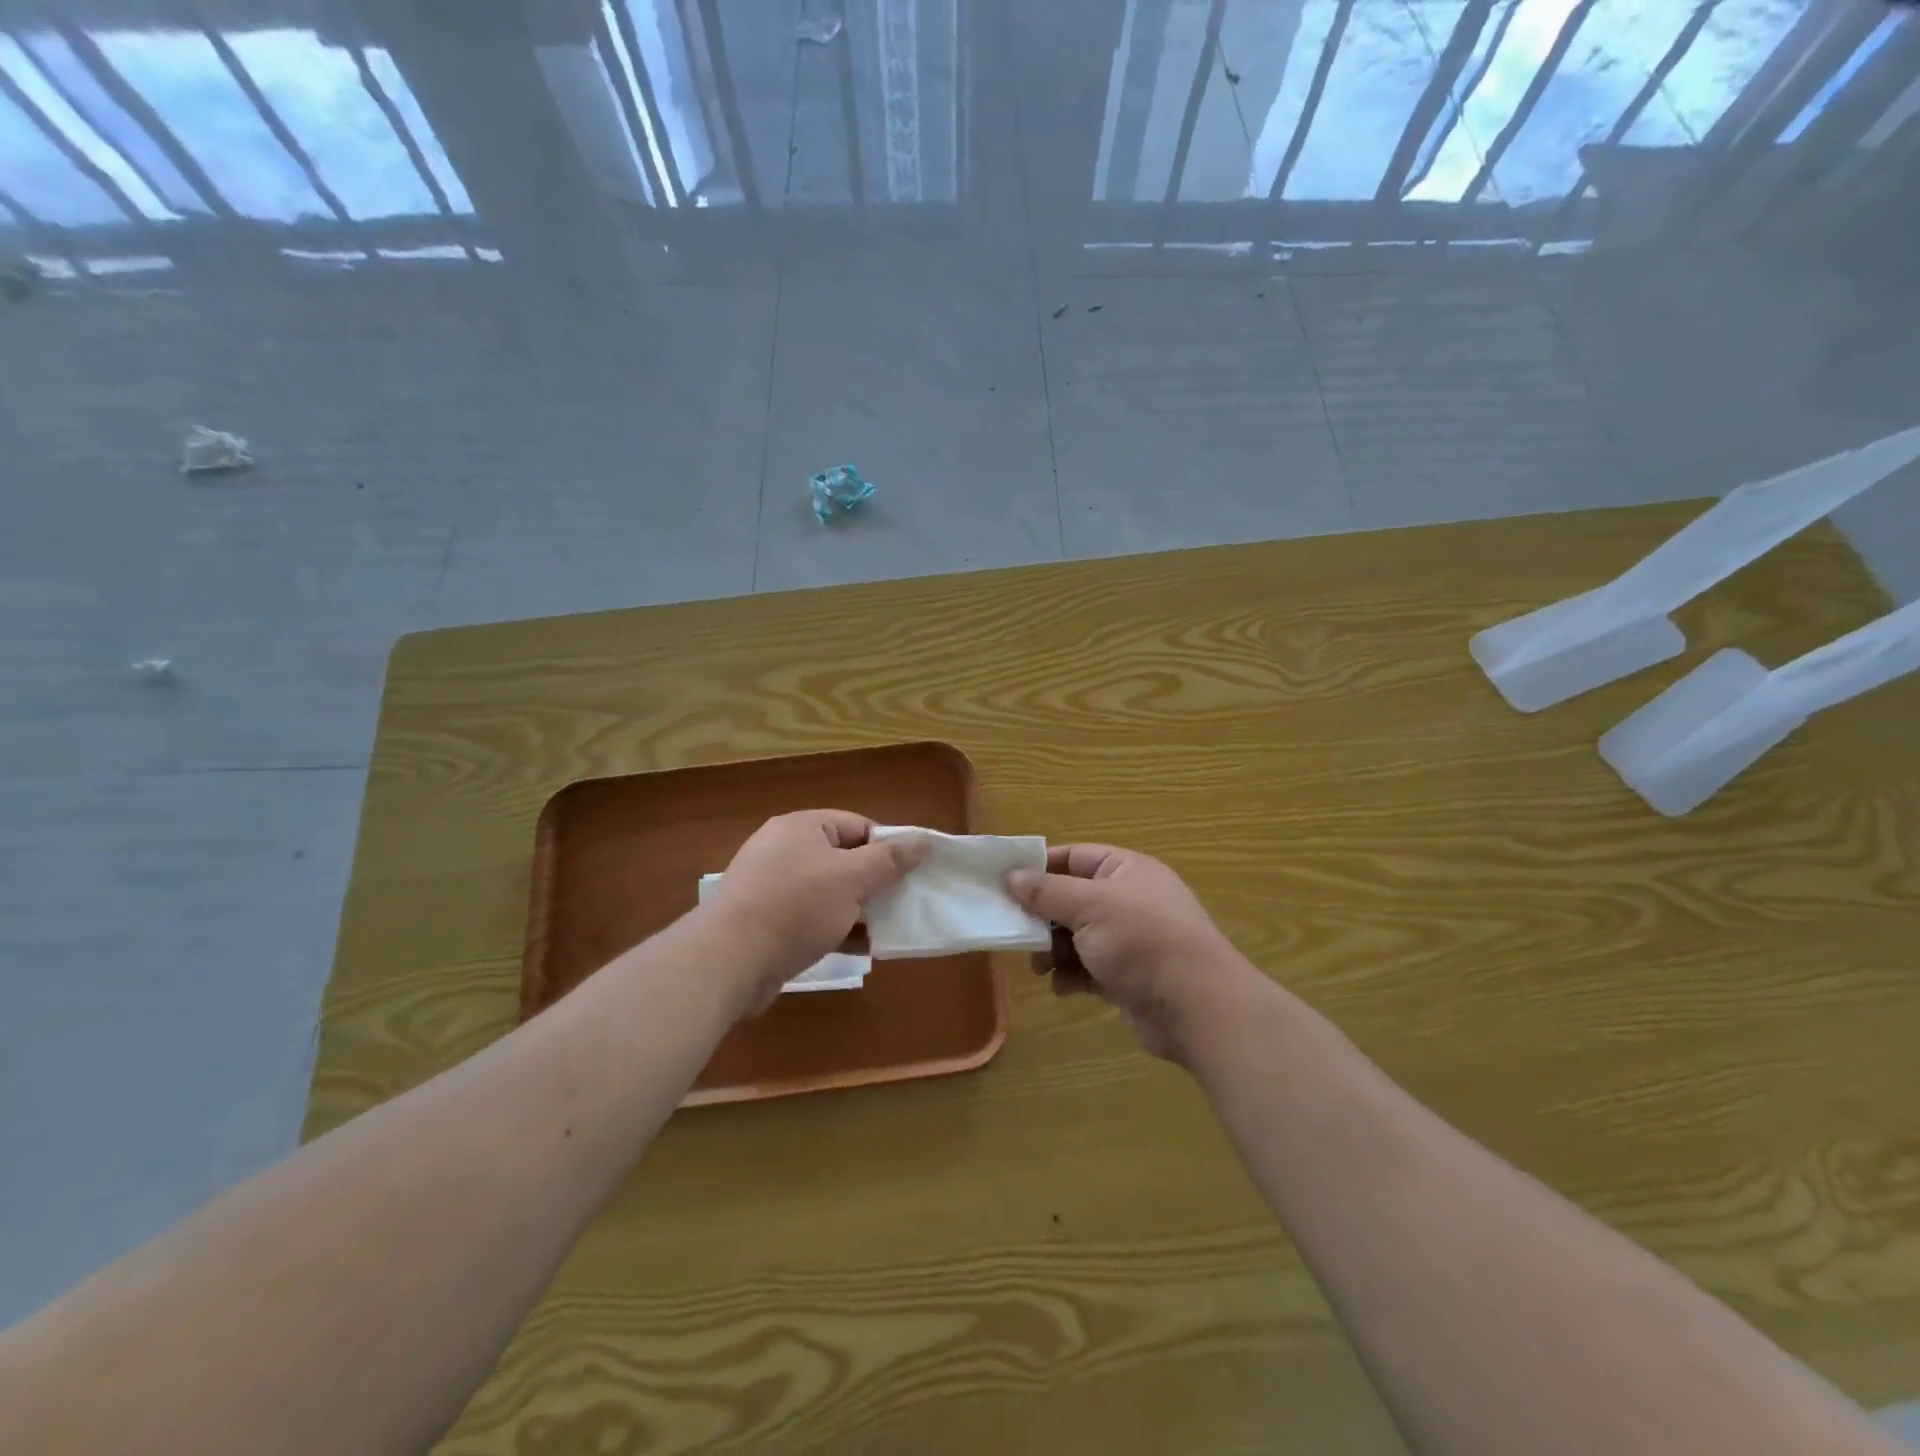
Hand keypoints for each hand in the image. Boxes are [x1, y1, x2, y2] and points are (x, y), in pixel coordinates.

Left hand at [706, 810, 926, 1009]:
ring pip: (829, 891)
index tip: (911, 873)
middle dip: (874, 882)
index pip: (857, 825)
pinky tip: (860, 948)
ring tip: (886, 928)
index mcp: (801, 827)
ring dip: (857, 909)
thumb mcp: (852, 878)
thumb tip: (925, 839)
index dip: (888, 847)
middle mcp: (784, 850)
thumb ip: (890, 860)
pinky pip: (811, 917)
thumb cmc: (796, 906)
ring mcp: (772, 887)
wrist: (729, 961)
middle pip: (844, 859)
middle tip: (902, 902)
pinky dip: (835, 929)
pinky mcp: (766, 922)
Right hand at [1007, 844, 1256, 1063]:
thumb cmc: (1141, 939)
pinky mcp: (1127, 977)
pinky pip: (1088, 969)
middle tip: (1014, 929)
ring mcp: (1129, 941)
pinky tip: (1062, 986)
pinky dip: (1072, 976)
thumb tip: (1010, 875)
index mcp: (1126, 870)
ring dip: (1053, 949)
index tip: (1004, 881)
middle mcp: (1129, 901)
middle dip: (1043, 916)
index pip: (1075, 857)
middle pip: (1072, 899)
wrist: (1195, 1006)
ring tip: (1039, 964)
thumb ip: (1045, 891)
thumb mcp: (1088, 905)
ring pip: (1076, 937)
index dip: (1040, 867)